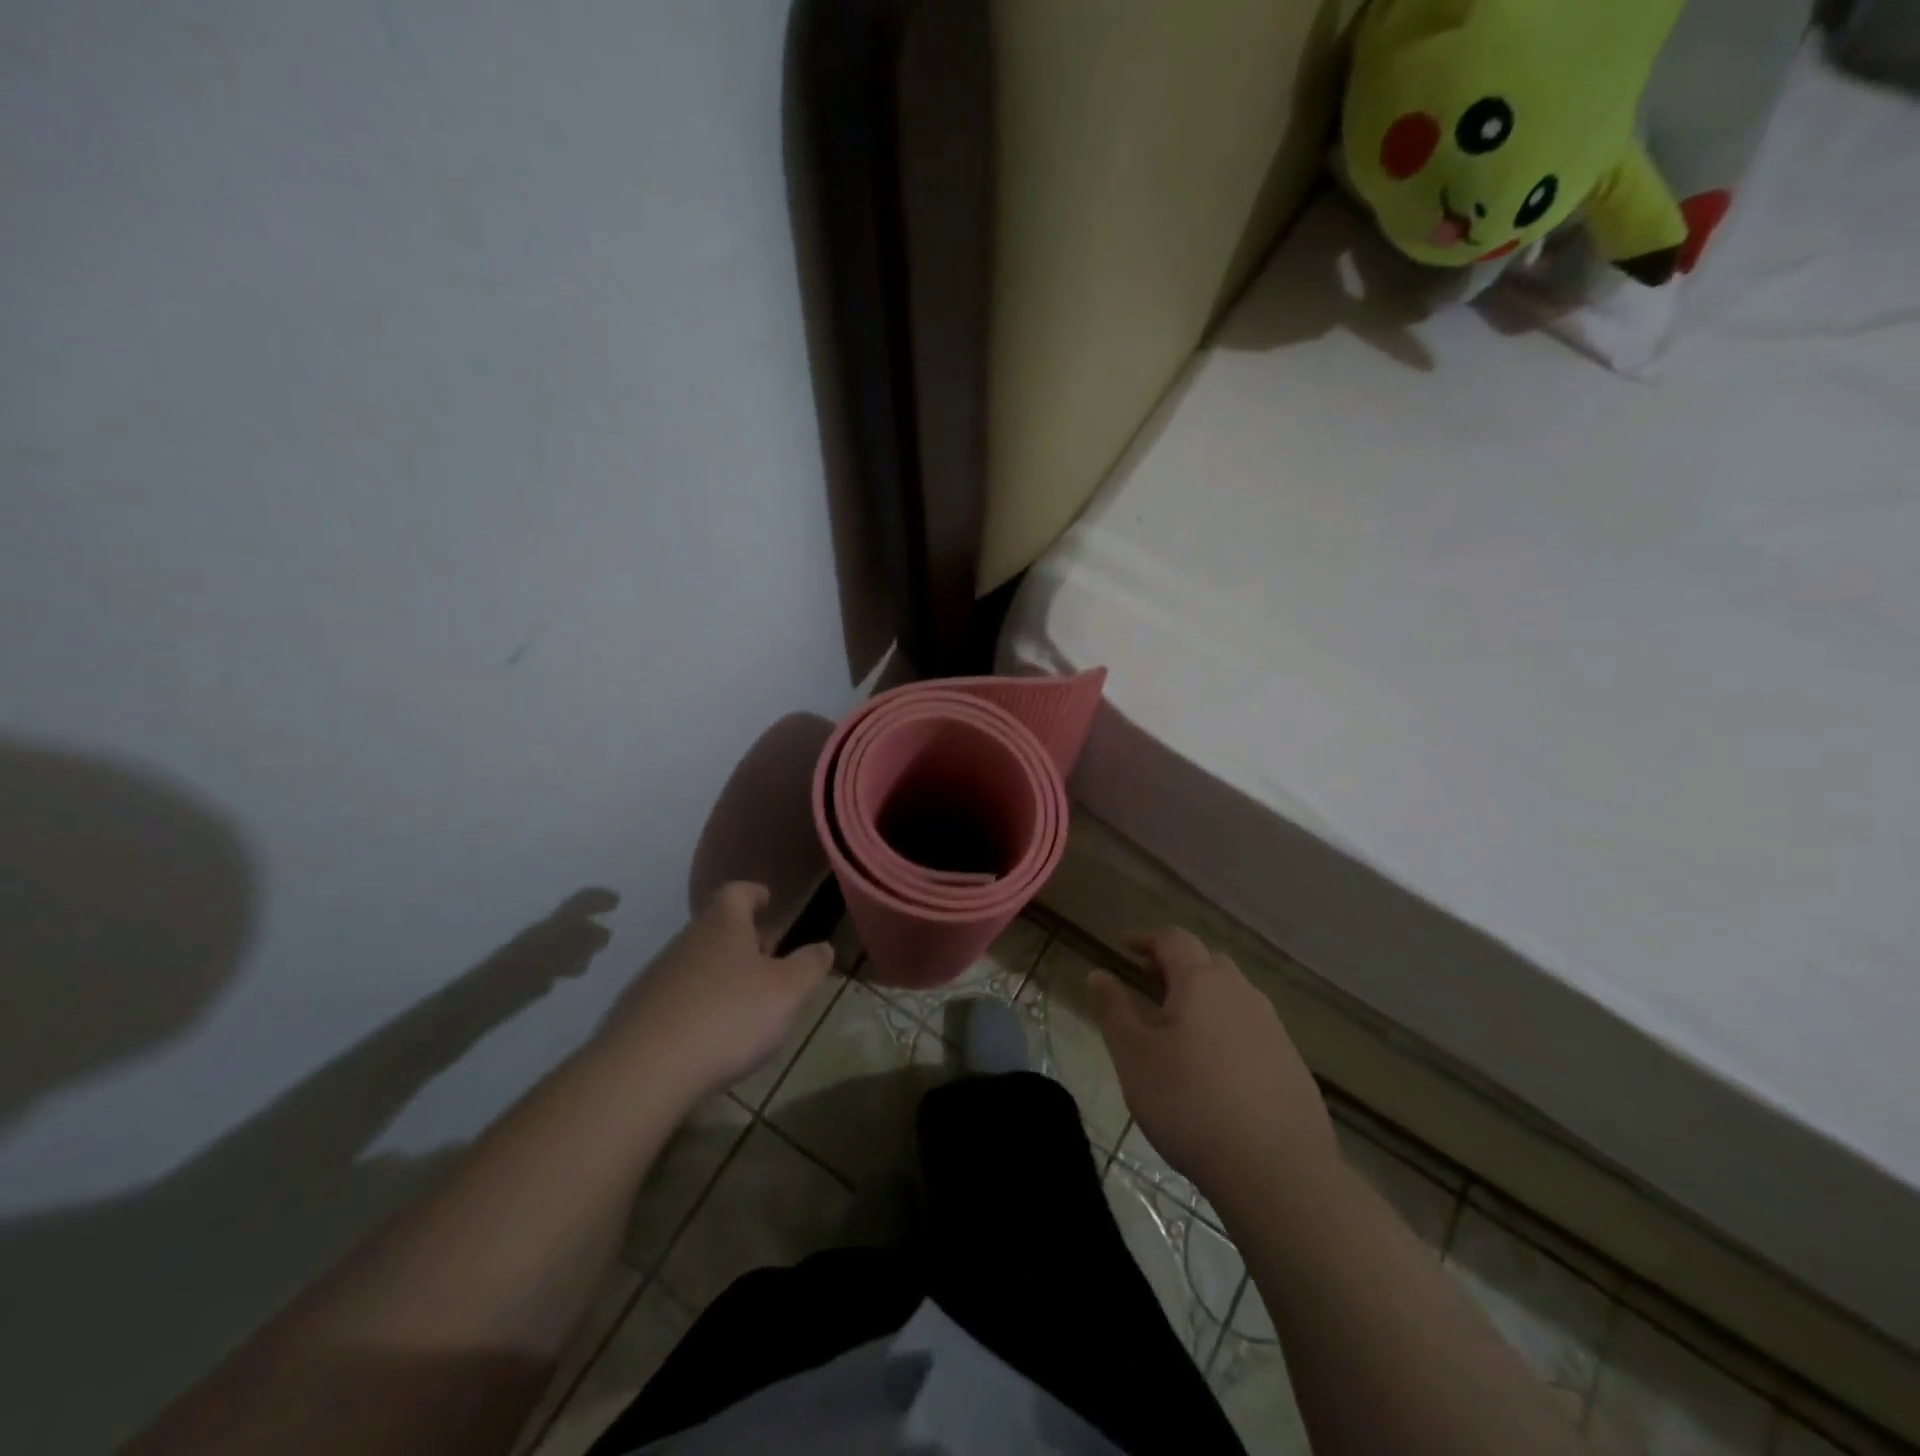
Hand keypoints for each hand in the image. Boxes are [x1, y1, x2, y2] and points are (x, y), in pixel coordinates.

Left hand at [597, 882, 834, 1101]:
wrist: (644, 1070)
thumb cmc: (729, 1016)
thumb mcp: (788, 991)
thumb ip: (809, 966)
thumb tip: (823, 947)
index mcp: (723, 924)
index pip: (737, 892)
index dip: (754, 893)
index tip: (767, 899)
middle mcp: (686, 941)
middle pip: (715, 928)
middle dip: (742, 939)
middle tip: (767, 957)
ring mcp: (656, 976)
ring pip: (695, 963)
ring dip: (719, 974)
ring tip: (743, 1001)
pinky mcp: (637, 1013)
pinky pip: (675, 998)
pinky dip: (696, 1005)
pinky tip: (709, 1034)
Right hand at [1088, 928, 1336, 1198]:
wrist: (1279, 1172)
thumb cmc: (1190, 1104)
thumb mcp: (1134, 1057)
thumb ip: (1113, 1010)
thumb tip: (1098, 973)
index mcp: (1202, 982)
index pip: (1174, 940)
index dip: (1147, 939)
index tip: (1125, 946)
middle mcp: (1242, 993)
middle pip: (1208, 962)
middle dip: (1176, 965)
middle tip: (1149, 981)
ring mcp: (1273, 1028)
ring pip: (1233, 995)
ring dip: (1204, 997)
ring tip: (1179, 1024)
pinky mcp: (1292, 1064)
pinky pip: (1252, 1028)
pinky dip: (1227, 1028)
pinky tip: (1216, 1065)